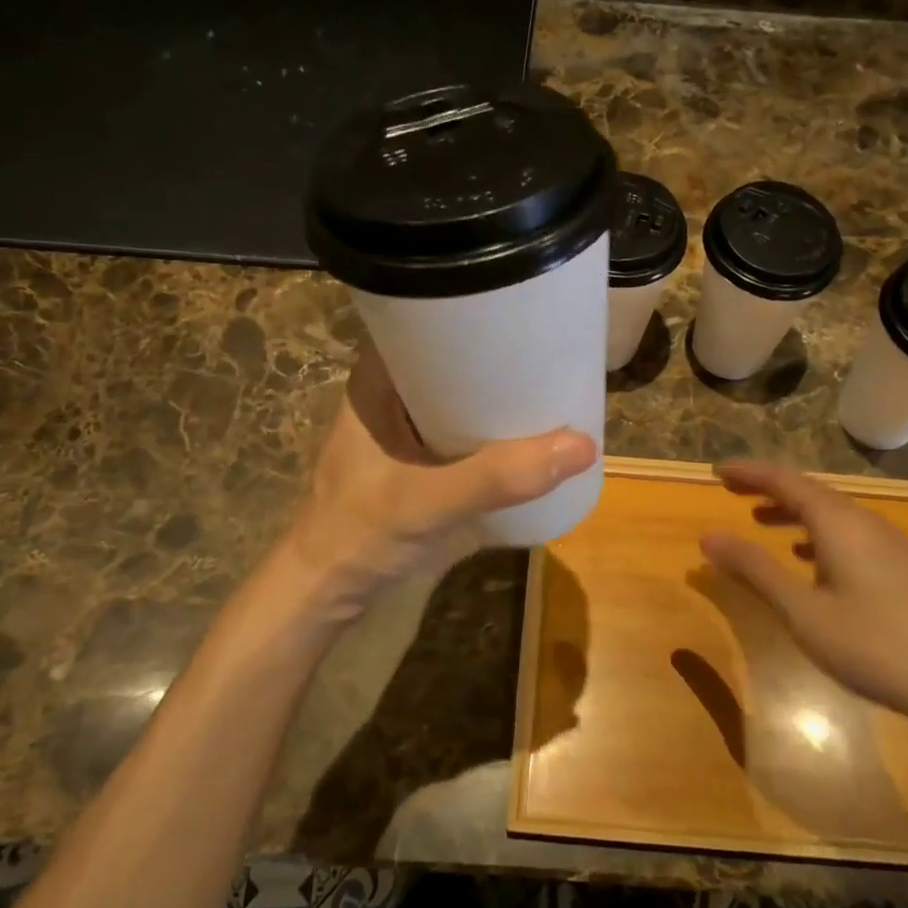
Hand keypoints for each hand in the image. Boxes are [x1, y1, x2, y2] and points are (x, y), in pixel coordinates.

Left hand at [273, 343, 596, 623]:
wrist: (325, 596)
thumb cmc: (359, 533)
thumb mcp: (428, 501)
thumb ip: (498, 477)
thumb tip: (582, 444)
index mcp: (380, 379)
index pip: (429, 320)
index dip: (477, 311)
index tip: (530, 311)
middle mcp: (395, 393)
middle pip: (456, 358)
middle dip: (503, 356)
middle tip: (557, 351)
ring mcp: (408, 429)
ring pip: (465, 396)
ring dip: (502, 396)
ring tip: (556, 385)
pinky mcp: (421, 460)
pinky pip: (466, 431)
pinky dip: (496, 431)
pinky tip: (531, 435)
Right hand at [700, 460, 907, 751]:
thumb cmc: (877, 645)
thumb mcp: (803, 612)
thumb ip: (755, 571)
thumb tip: (708, 536)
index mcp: (837, 521)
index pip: (783, 480)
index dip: (748, 471)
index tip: (716, 470)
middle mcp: (863, 521)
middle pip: (808, 491)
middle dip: (767, 488)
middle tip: (732, 490)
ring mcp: (888, 544)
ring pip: (830, 514)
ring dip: (792, 512)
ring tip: (761, 521)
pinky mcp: (902, 568)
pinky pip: (848, 534)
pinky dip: (817, 535)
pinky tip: (810, 562)